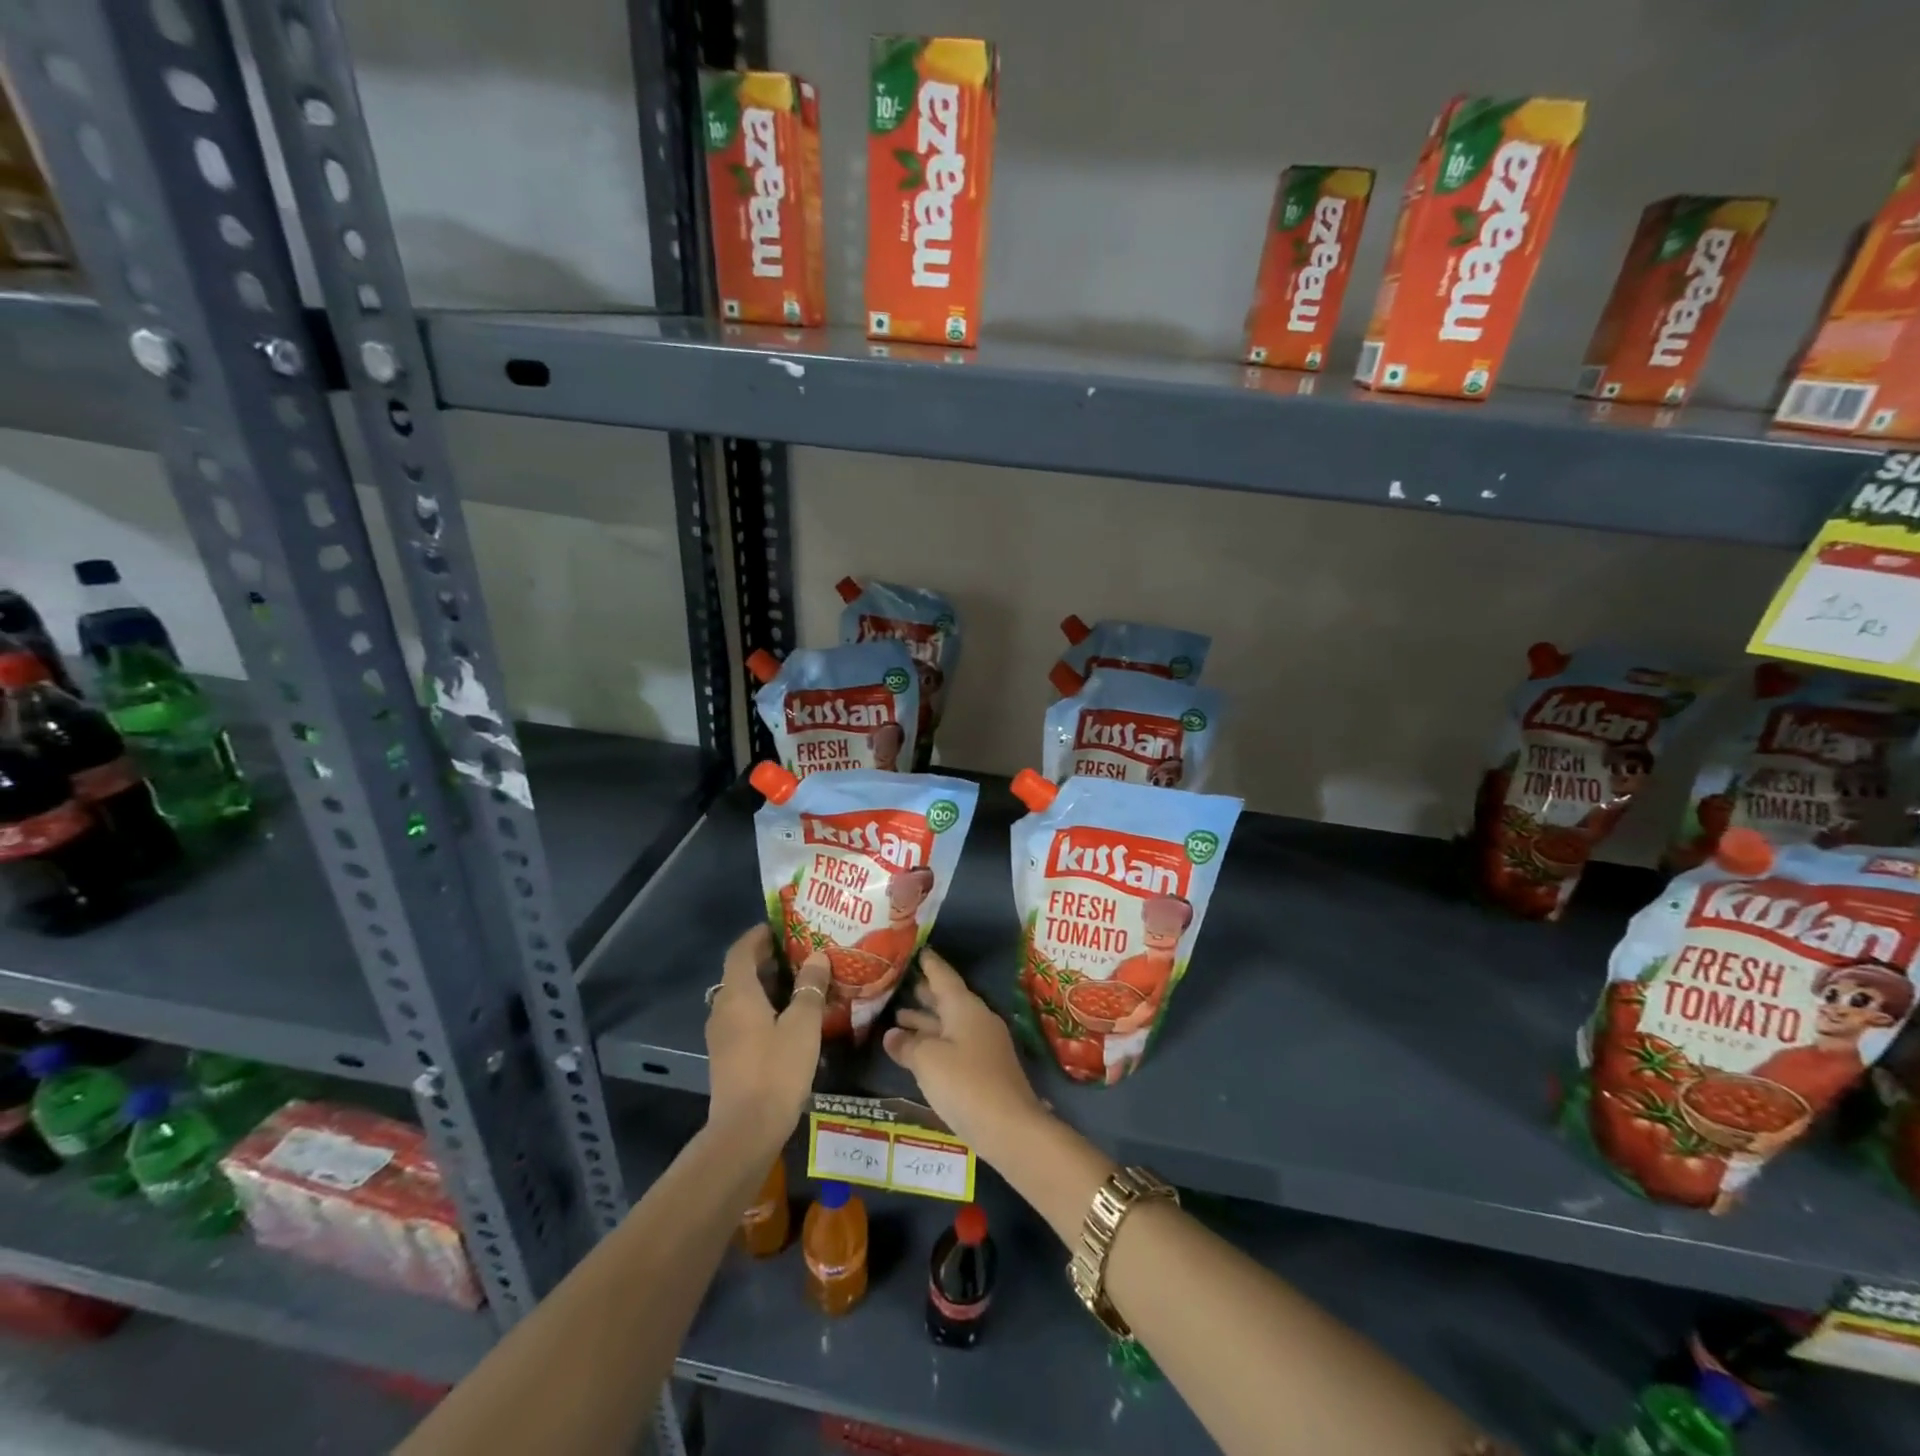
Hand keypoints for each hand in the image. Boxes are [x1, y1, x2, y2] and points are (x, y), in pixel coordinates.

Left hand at [705, 925, 829, 1148]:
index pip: (741, 950)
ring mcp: (722, 1035)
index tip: (782, 926)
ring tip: (800, 980)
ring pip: (742, 996)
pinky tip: (789, 1016)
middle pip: (741, 972)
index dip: (759, 935)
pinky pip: (743, 1017)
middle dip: (767, 958)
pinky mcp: (727, 1055)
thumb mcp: (803, 1025)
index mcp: (738, 994)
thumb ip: (810, 988)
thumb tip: (816, 957)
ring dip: (766, 984)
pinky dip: (763, 1006)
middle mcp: (723, 1009)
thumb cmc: (776, 1070)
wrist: (745, 1131)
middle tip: (800, 951)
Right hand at [883, 948, 1045, 1160]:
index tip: (918, 950)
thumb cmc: (965, 1084)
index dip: (930, 964)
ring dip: (926, 1021)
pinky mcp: (985, 1069)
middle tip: (901, 984)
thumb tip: (892, 1035)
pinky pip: (954, 1044)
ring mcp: (984, 1045)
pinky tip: (918, 1050)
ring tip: (898, 1016)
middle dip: (925, 994)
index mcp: (965, 1007)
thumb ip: (907, 1045)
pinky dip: (935, 1041)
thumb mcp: (928, 1061)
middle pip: (948, 1000)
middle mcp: (976, 1019)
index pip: (944, 976)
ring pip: (950, 1024)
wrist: (1010, 1127)